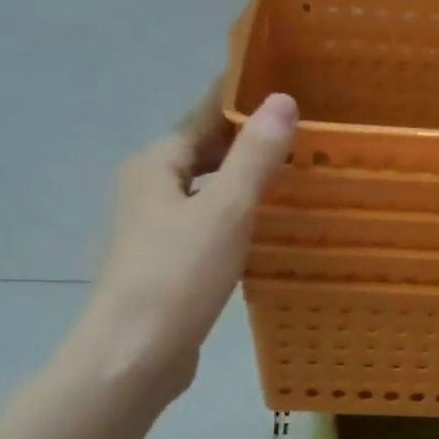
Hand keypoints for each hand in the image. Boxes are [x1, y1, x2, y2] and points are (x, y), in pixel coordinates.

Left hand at [65, 84, 298, 404]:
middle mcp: (151, 189)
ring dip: (245, 180)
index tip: (283, 81)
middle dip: (249, 140)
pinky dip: (238, 217)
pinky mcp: (169, 264)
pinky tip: (268, 225)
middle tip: (304, 129)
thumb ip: (254, 155)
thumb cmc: (177, 276)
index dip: (240, 98)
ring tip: (295, 172)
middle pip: (205, 152)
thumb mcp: (225, 210)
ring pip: (209, 191)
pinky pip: (210, 225)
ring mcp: (157, 230)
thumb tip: (281, 100)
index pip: (203, 116)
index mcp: (156, 165)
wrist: (134, 357)